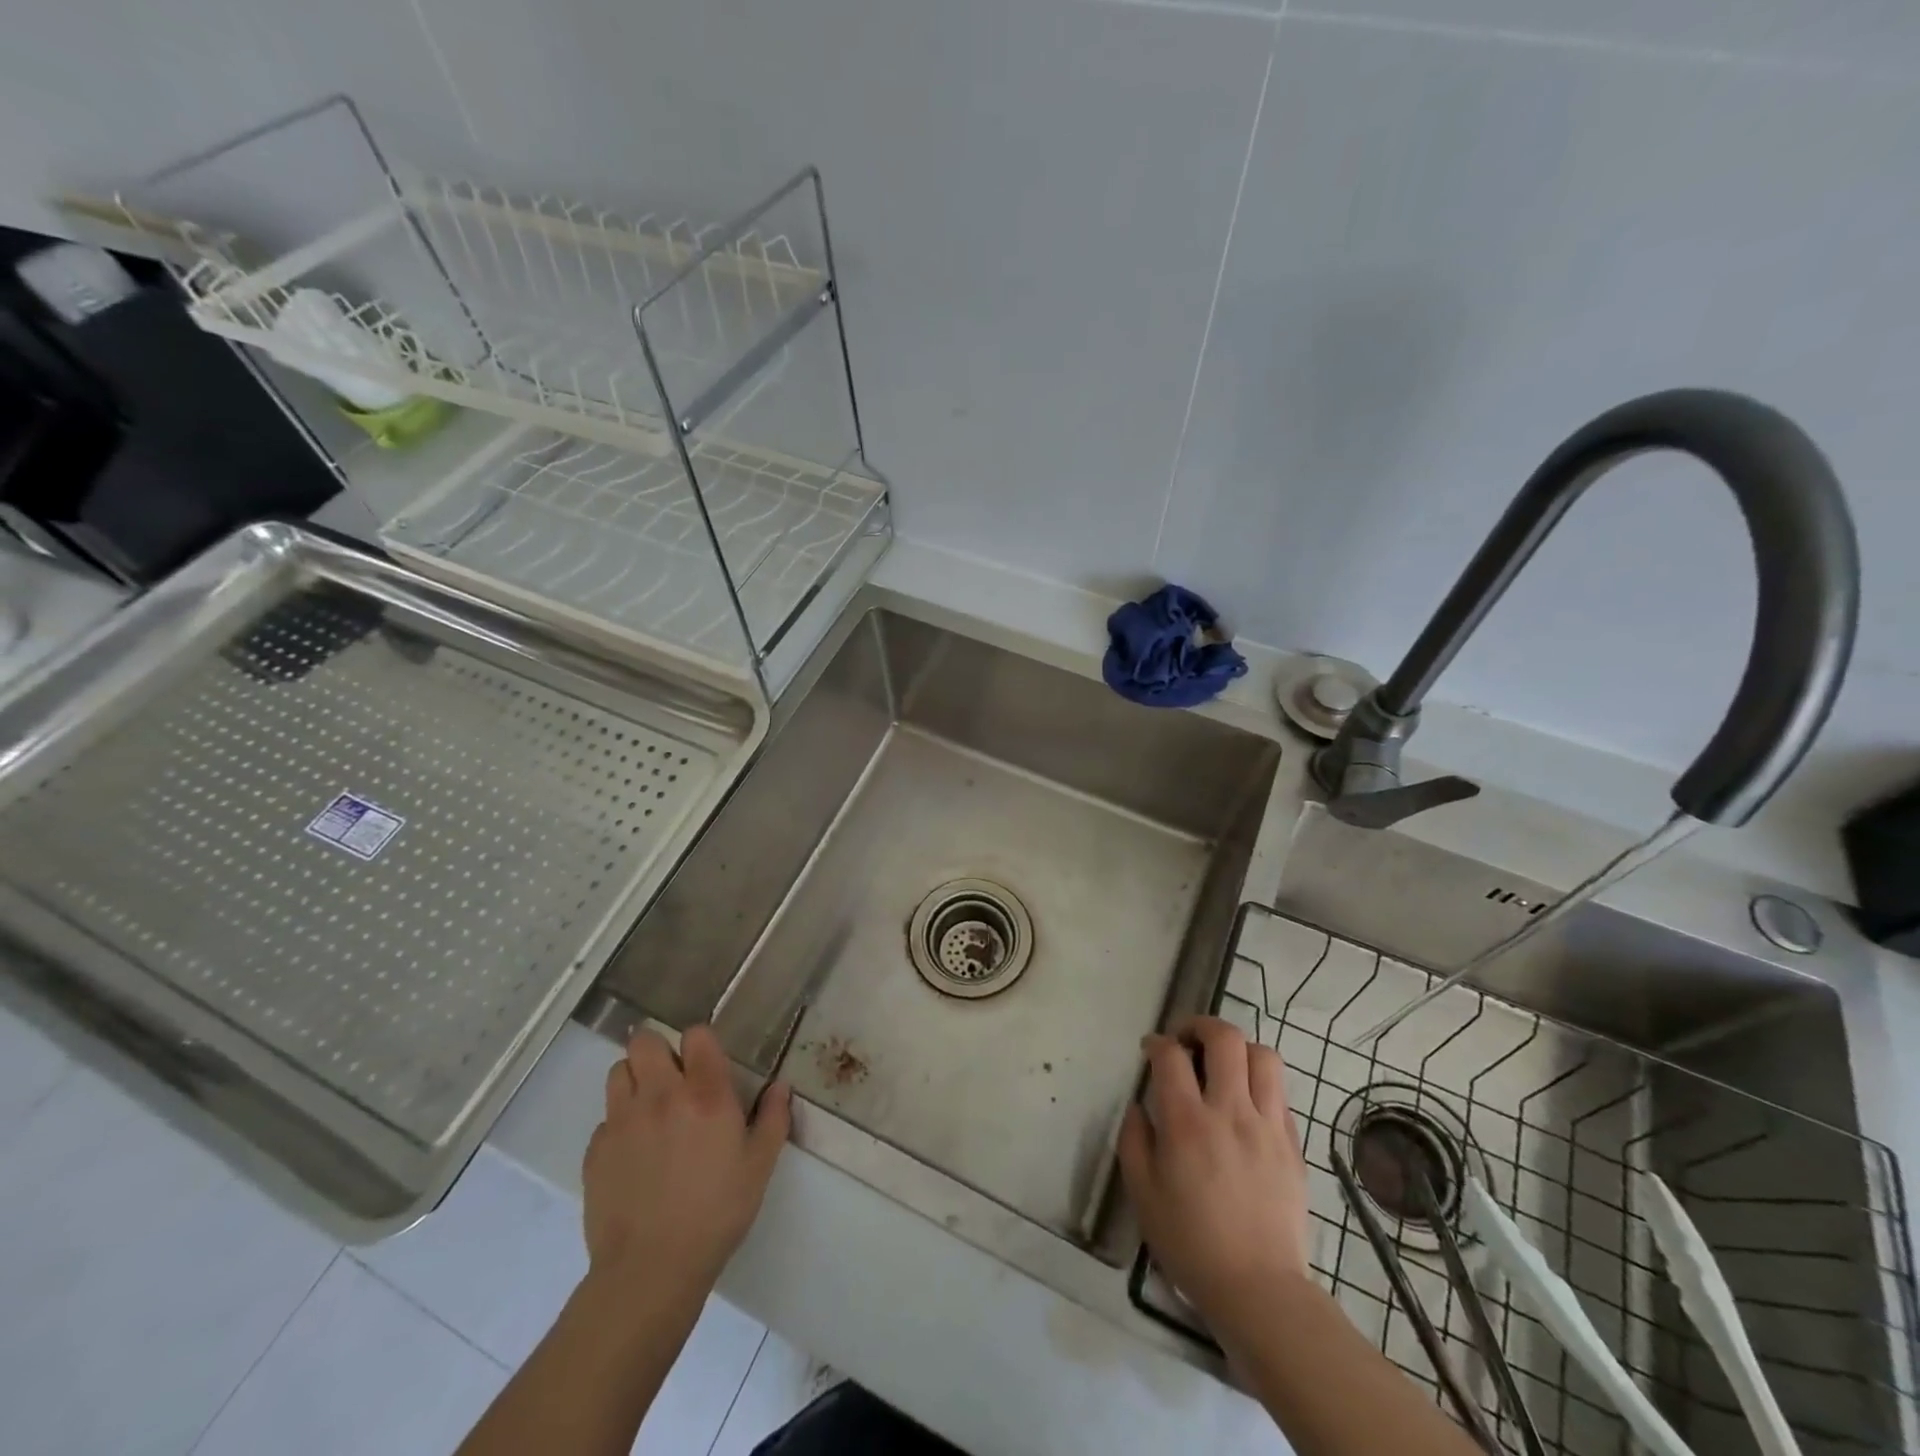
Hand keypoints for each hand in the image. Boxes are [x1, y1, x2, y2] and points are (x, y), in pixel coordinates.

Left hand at [583, 1025, 790, 1294]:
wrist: (650, 1270)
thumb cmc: (716, 1213)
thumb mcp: (760, 1166)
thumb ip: (773, 1118)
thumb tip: (780, 1086)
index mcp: (705, 1094)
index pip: (695, 1034)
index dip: (700, 1043)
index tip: (706, 1064)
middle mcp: (661, 1095)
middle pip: (645, 1041)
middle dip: (658, 1052)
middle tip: (672, 1079)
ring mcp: (622, 1121)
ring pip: (618, 1071)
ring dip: (634, 1079)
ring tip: (649, 1108)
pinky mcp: (595, 1150)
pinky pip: (605, 1118)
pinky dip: (619, 1125)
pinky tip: (633, 1154)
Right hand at [1119, 1016, 1311, 1343]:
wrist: (1259, 1290)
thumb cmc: (1190, 1243)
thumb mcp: (1142, 1193)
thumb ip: (1134, 1139)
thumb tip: (1139, 1106)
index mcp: (1187, 1123)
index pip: (1171, 1055)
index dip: (1157, 1043)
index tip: (1150, 1050)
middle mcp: (1230, 1112)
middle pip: (1225, 1038)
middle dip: (1201, 1026)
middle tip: (1187, 1040)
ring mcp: (1268, 1126)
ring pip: (1264, 1056)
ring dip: (1238, 1049)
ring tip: (1222, 1064)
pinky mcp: (1292, 1144)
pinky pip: (1281, 1093)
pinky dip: (1260, 1084)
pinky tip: (1246, 1103)